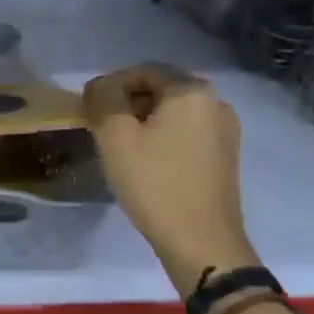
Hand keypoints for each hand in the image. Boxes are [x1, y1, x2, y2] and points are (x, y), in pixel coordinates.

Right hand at [84, 64, 256, 295]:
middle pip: (160, 90)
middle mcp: (216, 103)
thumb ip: (103, 100)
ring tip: (118, 147)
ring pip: (172, 113)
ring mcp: (225, 131)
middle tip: (99, 128)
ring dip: (142, 122)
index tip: (88, 109)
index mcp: (192, 92)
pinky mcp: (224, 157)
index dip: (110, 85)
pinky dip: (161, 138)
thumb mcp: (116, 137)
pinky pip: (185, 133)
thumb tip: (99, 86)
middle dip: (126, 103)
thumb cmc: (154, 183)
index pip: (143, 71)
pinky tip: (144, 162)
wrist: (201, 241)